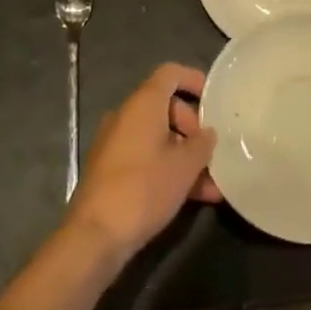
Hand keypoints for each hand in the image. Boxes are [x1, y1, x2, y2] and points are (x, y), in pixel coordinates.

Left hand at [67, 63, 220, 258]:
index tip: (215, 98)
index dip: (194, 80)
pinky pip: (147, 158)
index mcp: (142, 104)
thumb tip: (207, 133)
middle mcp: (126, 117)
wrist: (95, 235)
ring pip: (159, 138)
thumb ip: (202, 144)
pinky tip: (196, 197)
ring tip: (214, 183)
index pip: (170, 74)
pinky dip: (170, 169)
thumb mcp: (184, 166)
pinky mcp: (112, 170)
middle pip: (166, 107)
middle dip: (193, 127)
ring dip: (186, 155)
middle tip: (212, 151)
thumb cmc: (143, 188)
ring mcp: (116, 144)